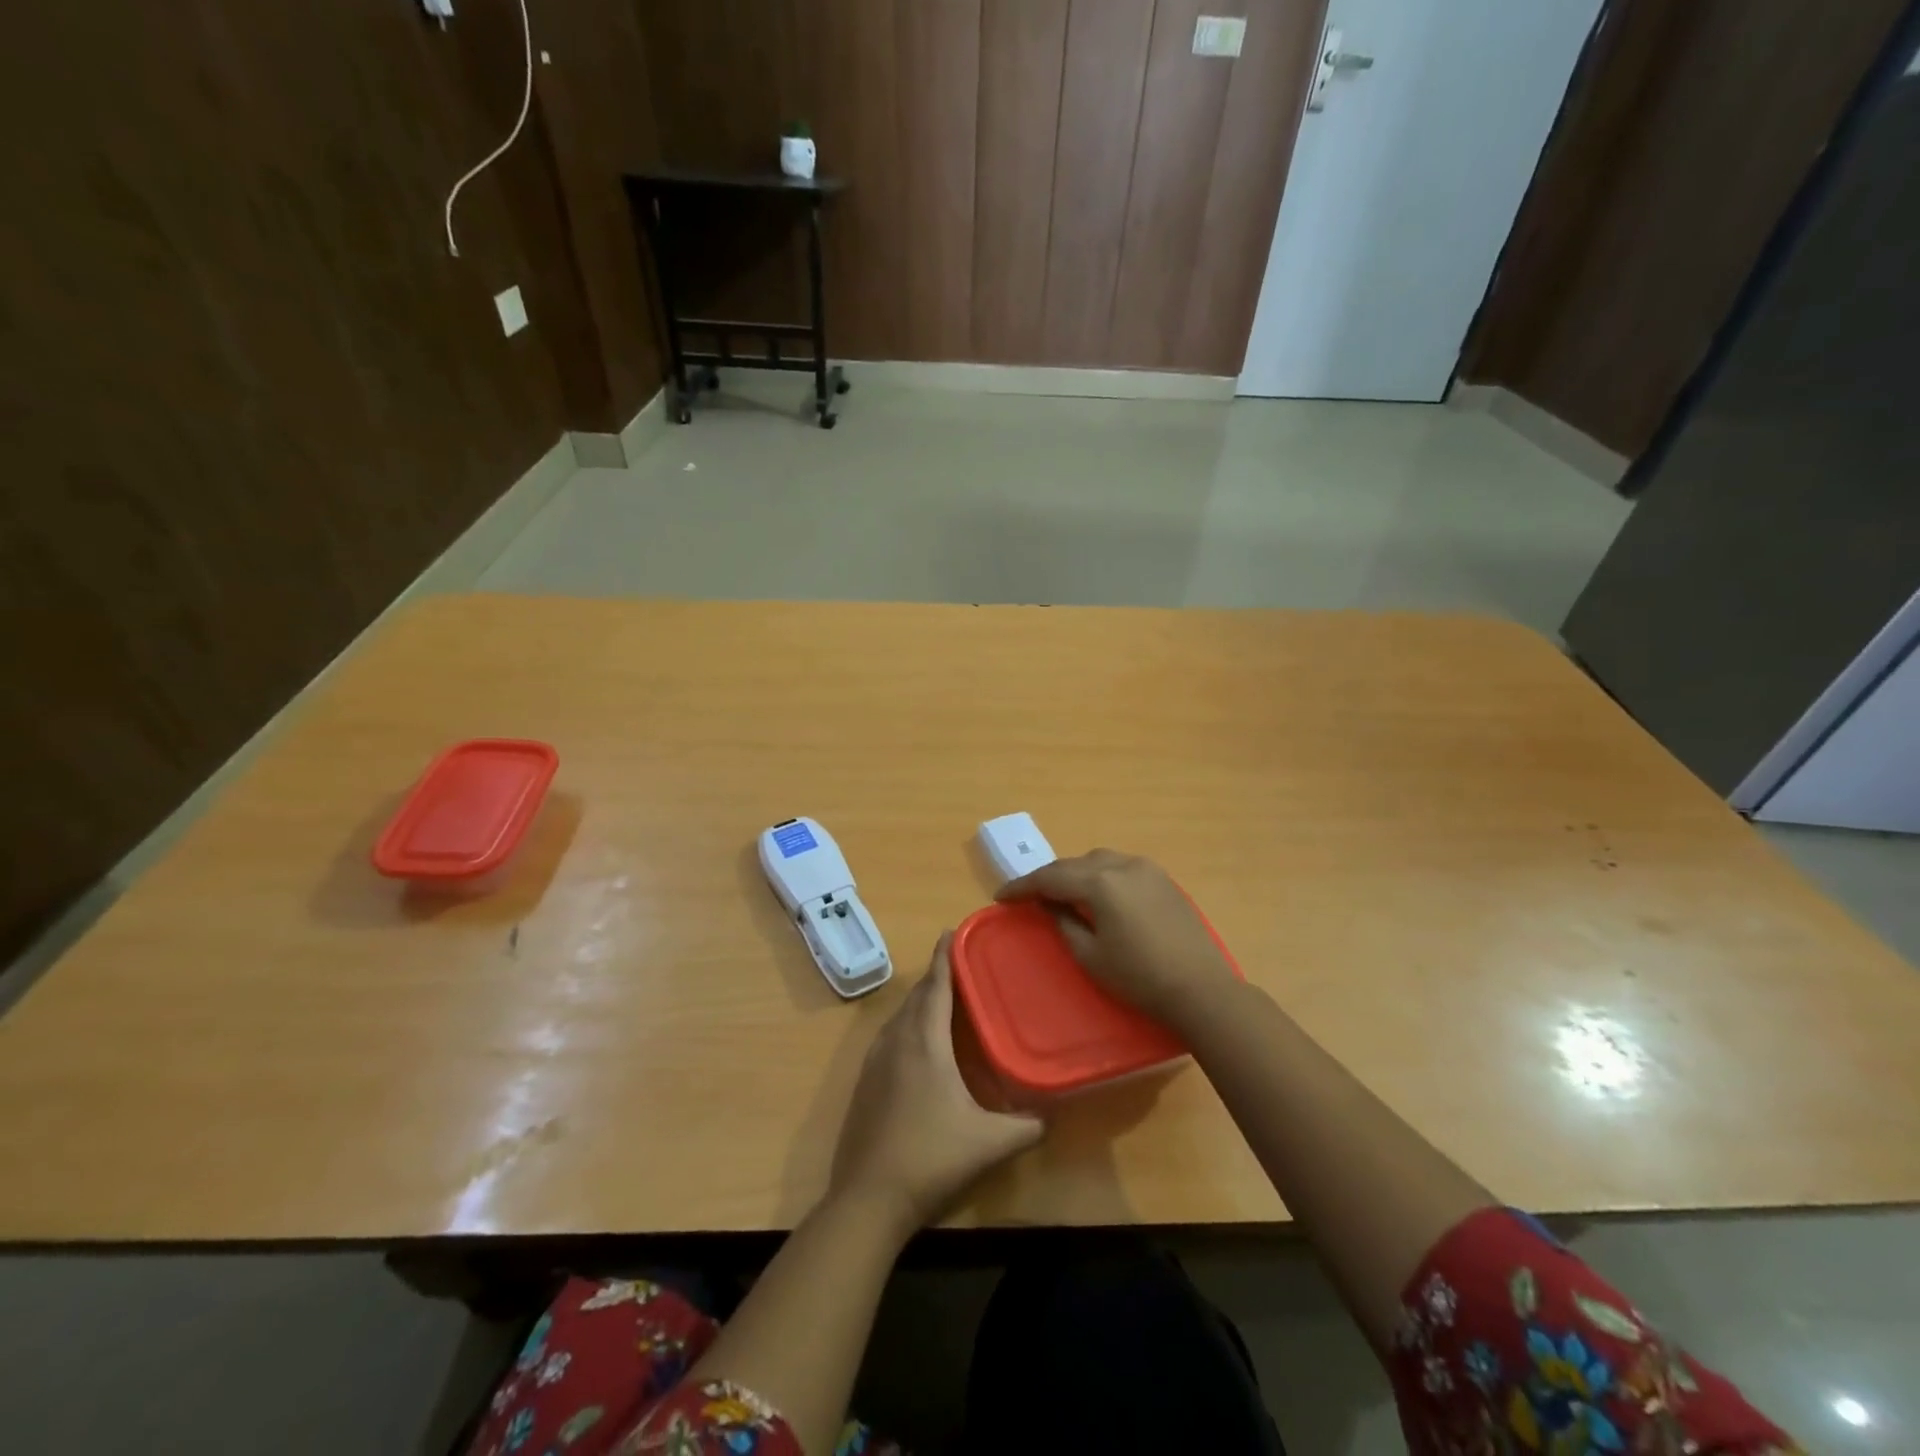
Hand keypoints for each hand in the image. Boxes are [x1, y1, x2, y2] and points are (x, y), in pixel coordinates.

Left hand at [828, 935, 1045, 1236]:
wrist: (867, 1198)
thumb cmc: (931, 1159)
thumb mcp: (988, 1143)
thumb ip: (1026, 1126)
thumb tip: (1052, 1113)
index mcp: (925, 1042)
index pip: (936, 986)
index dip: (944, 957)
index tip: (951, 931)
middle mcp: (897, 1041)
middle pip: (917, 996)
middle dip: (936, 976)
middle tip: (959, 966)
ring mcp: (875, 1061)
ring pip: (900, 1016)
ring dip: (920, 1001)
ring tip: (941, 999)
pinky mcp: (864, 1082)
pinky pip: (888, 1036)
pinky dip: (906, 1024)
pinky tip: (916, 1043)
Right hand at [996, 849, 1239, 1026]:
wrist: (1201, 988)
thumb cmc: (1139, 977)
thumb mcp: (1090, 955)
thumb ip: (1064, 922)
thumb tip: (1050, 904)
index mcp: (1101, 882)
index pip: (1050, 877)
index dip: (1022, 887)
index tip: (1001, 897)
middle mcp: (1123, 864)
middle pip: (1074, 864)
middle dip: (1049, 878)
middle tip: (1029, 897)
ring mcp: (1147, 869)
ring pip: (1099, 861)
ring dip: (1077, 874)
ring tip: (1063, 894)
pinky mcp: (1164, 879)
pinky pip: (1122, 868)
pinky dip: (1102, 876)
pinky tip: (1100, 896)